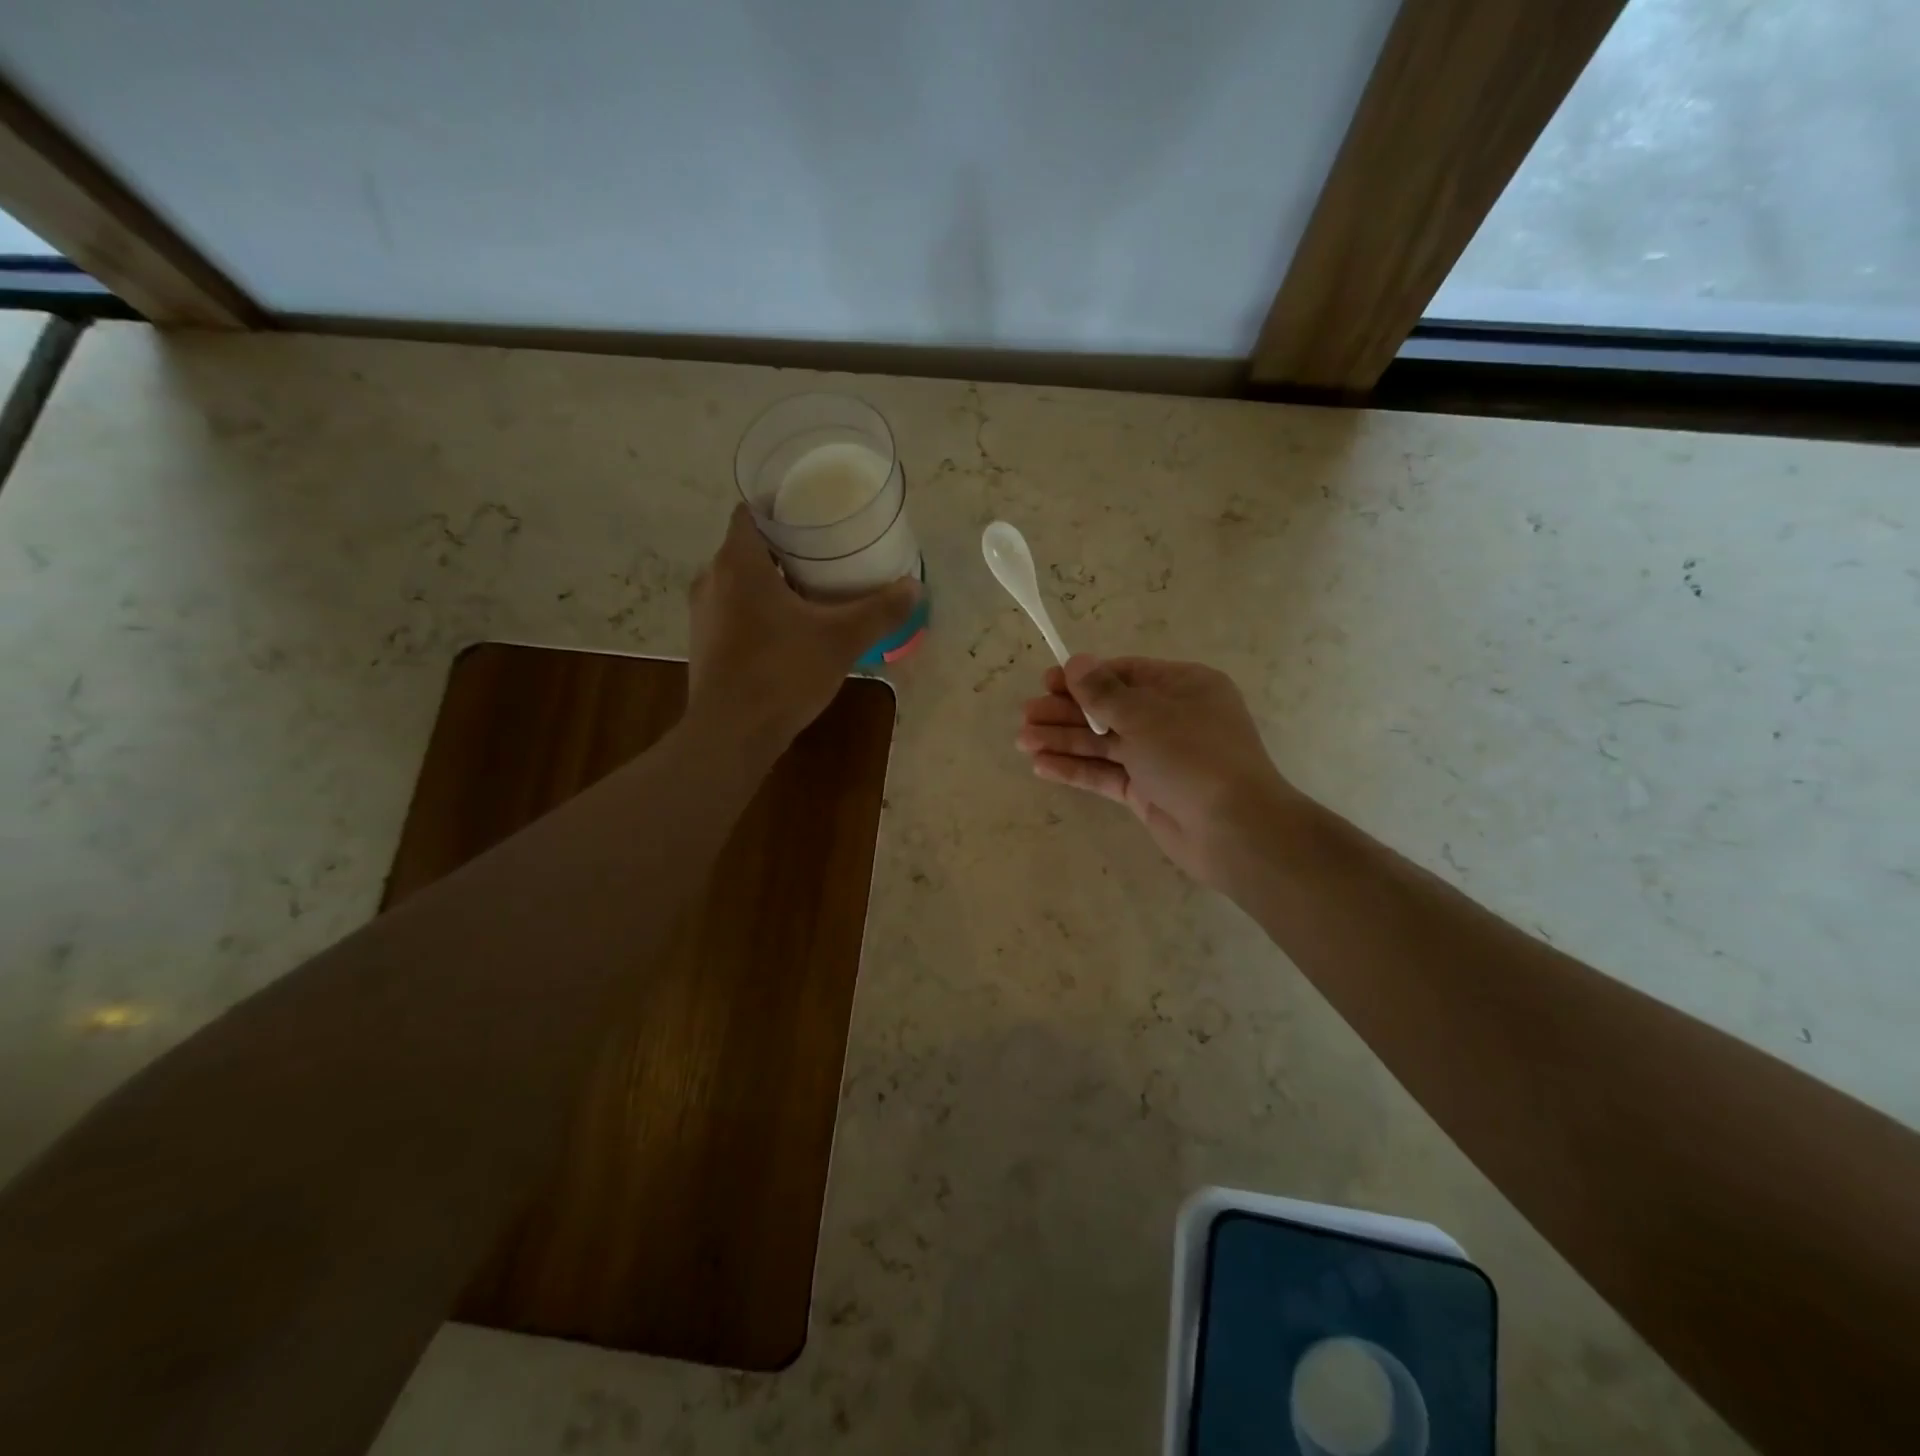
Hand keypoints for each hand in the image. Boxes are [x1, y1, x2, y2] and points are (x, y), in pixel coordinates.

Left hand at [687, 505, 917, 757]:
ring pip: (739, 581)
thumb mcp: (841, 640)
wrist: (732, 734)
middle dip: (785, 547)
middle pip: (748, 547)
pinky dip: (758, 609)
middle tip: (825, 553)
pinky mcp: (705, 644)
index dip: (779, 506)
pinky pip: (734, 610)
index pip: (750, 512)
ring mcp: (703, 614)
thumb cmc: (782, 673)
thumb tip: (914, 586)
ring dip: (771, 581)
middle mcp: (712, 579)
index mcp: (739, 563)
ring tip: (812, 589)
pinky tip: (789, 630)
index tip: (812, 513)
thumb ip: (879, 611)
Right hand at [1017, 656, 1298, 886]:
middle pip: (1109, 709)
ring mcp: (1158, 758)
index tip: (1047, 682)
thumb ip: (1104, 692)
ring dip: (1064, 741)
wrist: (1234, 829)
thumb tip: (1077, 661)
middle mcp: (1171, 719)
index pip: (1125, 674)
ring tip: (1023, 741)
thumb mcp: (1145, 715)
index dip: (1084, 678)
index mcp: (1183, 687)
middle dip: (1067, 712)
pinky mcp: (1147, 792)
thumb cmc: (1192, 756)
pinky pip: (1106, 774)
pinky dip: (1076, 769)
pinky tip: (1041, 766)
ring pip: (1103, 744)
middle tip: (1026, 715)